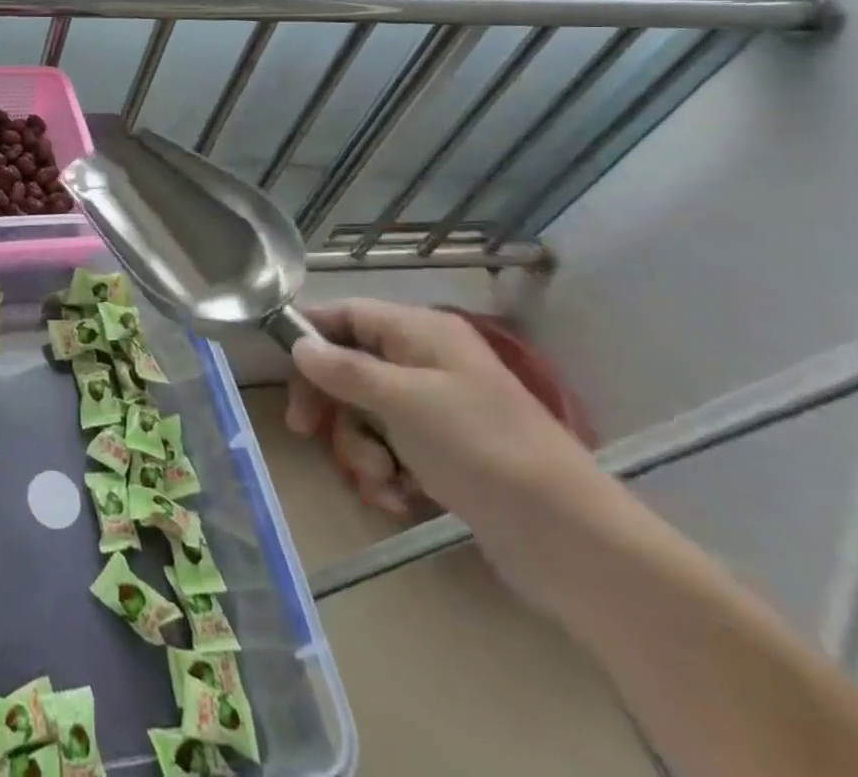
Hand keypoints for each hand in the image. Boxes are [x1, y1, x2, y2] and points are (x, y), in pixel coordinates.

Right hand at [285, 299, 607, 600]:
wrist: (574, 543)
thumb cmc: (482, 450)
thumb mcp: (402, 401)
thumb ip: (343, 369)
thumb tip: (298, 344)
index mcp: (421, 333)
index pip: (346, 314)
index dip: (310, 335)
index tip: (283, 370)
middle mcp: (427, 362)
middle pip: (350, 366)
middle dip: (331, 404)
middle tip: (307, 433)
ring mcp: (438, 411)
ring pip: (367, 414)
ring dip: (360, 448)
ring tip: (381, 481)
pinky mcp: (447, 455)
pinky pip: (393, 449)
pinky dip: (387, 473)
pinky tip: (400, 499)